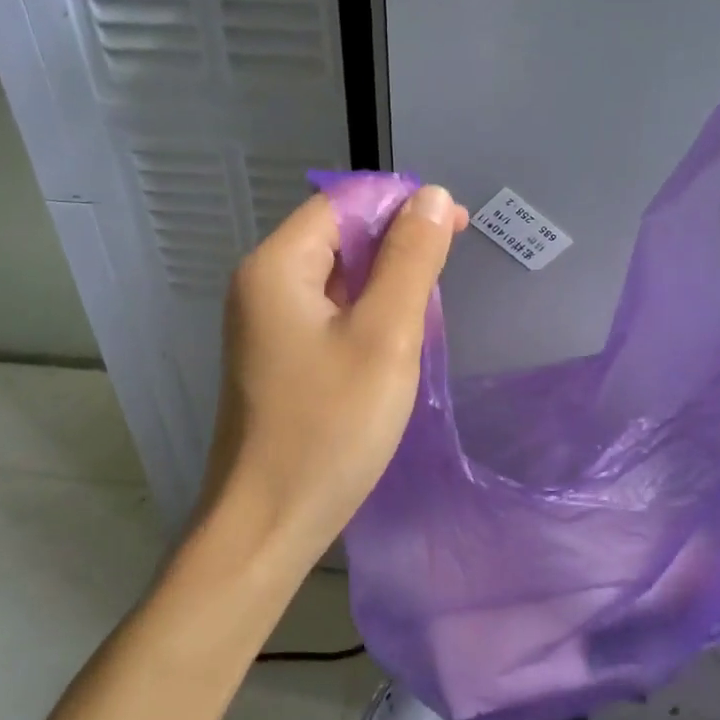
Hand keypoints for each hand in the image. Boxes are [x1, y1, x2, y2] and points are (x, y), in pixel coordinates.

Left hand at [200, 184, 468, 571]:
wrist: (268, 524)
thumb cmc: (330, 428)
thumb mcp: (385, 337)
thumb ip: (410, 259)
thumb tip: (429, 196)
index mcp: (277, 265)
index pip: (345, 201)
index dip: (403, 202)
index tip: (457, 226)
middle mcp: (263, 283)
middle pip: (338, 234)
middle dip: (397, 244)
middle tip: (444, 282)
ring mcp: (266, 323)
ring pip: (337, 276)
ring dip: (385, 282)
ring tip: (425, 316)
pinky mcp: (277, 357)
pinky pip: (329, 313)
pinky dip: (367, 314)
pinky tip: (394, 343)